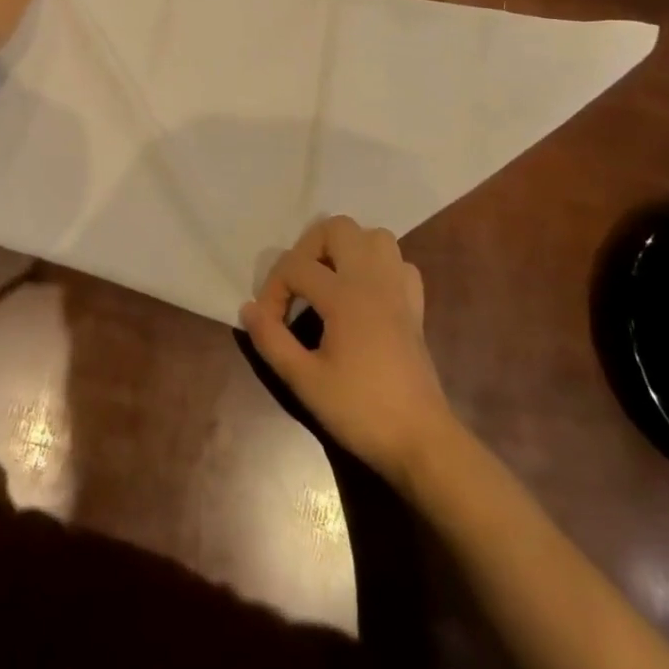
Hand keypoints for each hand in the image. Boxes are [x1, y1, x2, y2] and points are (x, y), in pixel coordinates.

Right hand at [241, 216, 457, 489]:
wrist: (420, 440)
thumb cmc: (359, 410)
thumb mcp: (304, 380)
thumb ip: (271, 340)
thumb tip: (248, 309)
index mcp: (345, 294)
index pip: (295, 266)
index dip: (273, 291)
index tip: (269, 324)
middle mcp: (373, 279)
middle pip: (338, 228)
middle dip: (308, 248)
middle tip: (297, 285)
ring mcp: (399, 288)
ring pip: (374, 236)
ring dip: (345, 249)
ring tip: (328, 280)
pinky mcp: (415, 305)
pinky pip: (397, 263)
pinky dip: (377, 267)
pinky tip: (364, 294)